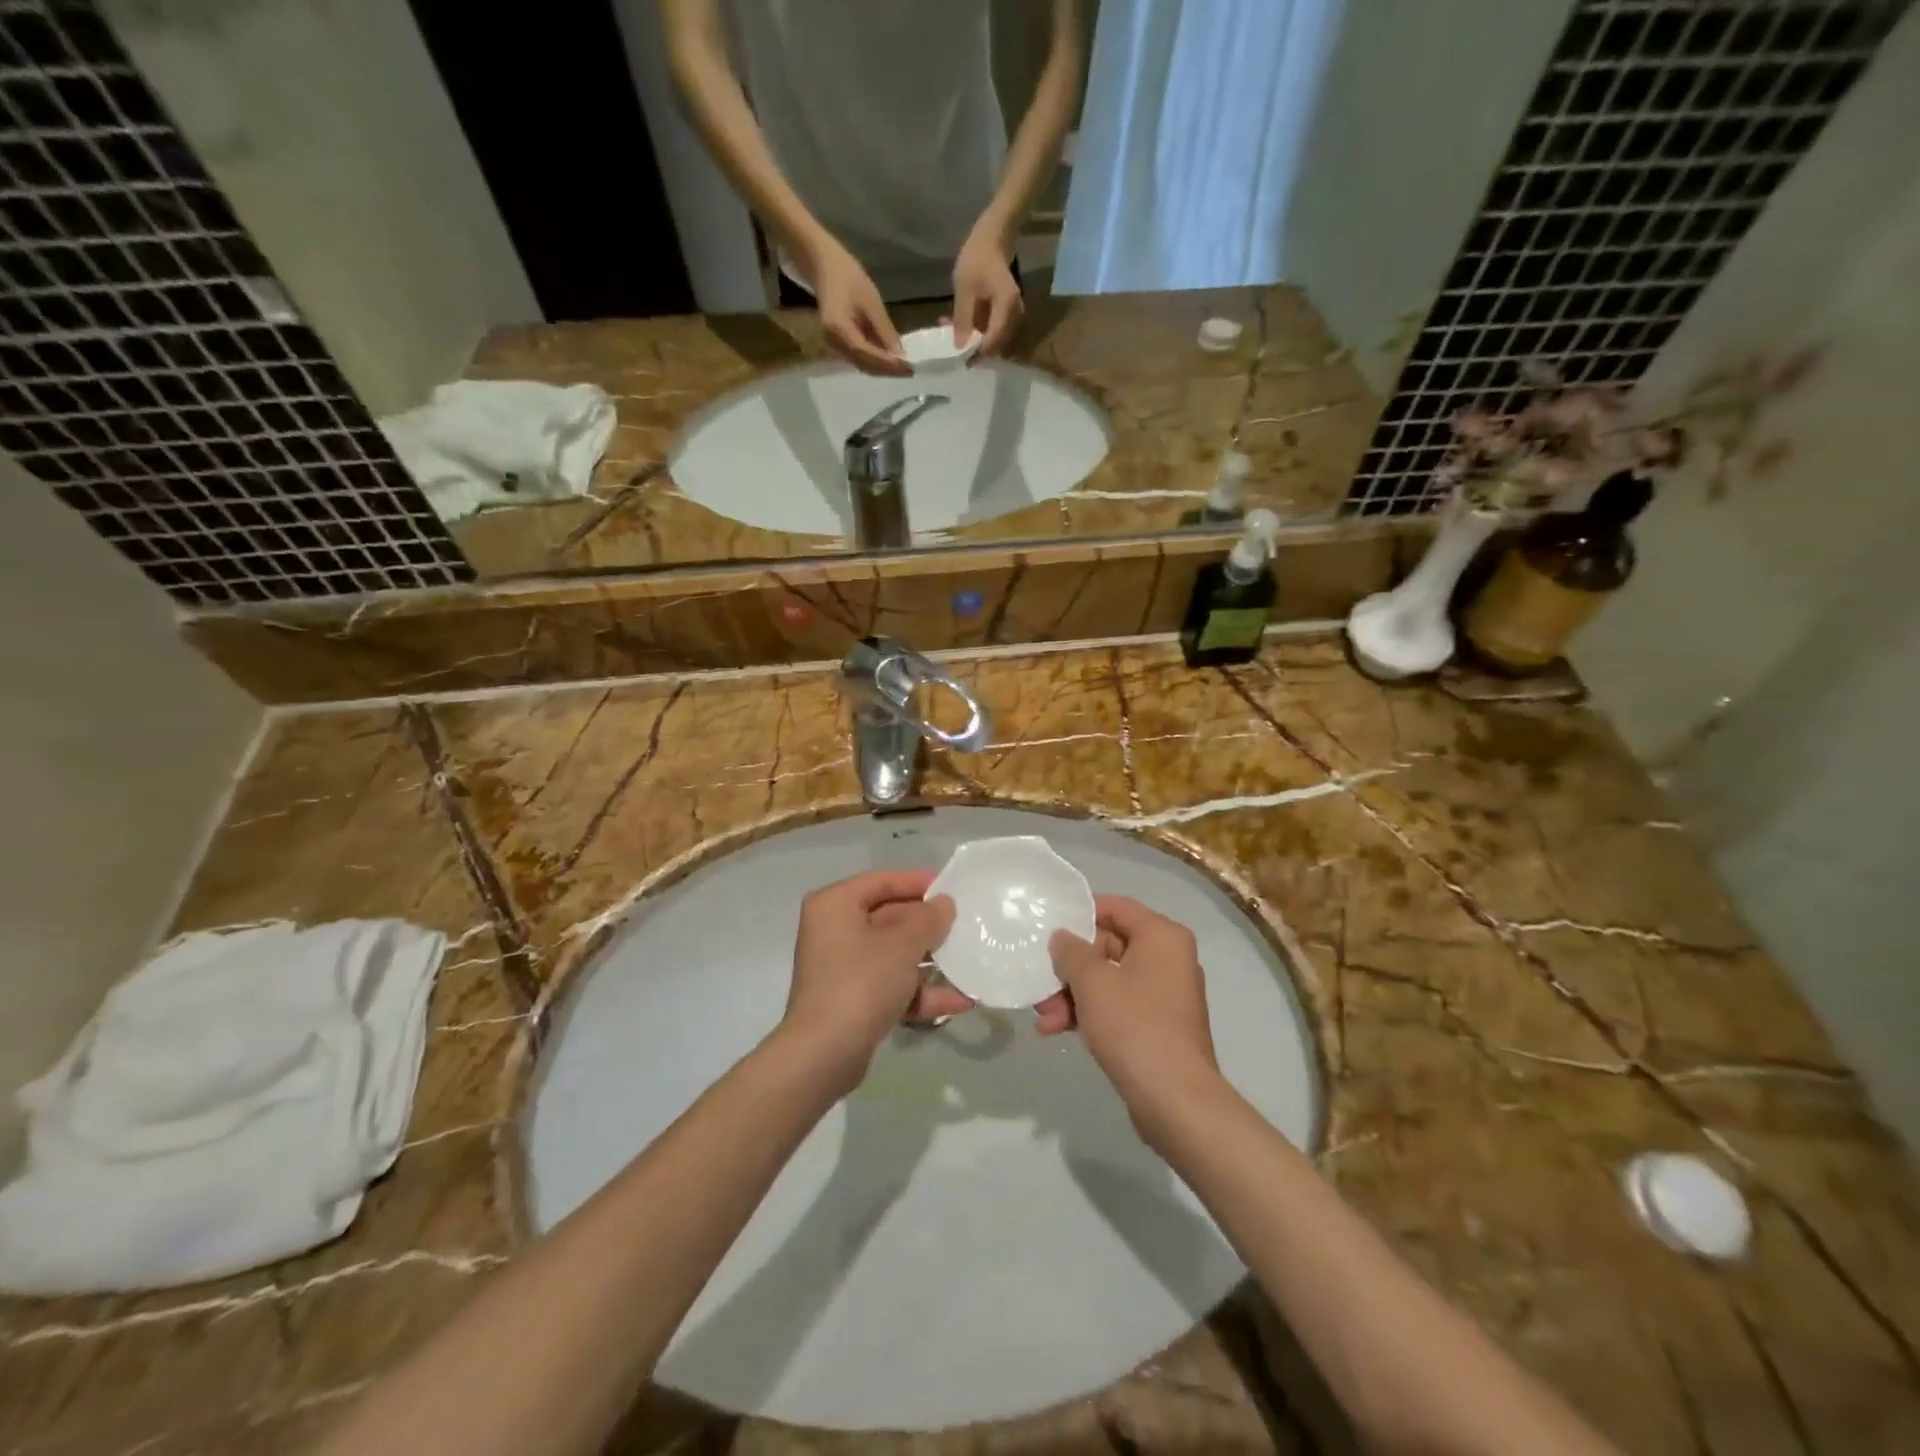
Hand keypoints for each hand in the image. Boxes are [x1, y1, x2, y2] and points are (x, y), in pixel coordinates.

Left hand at [780, 870, 964, 1090]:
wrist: (823, 1055)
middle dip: (927, 926)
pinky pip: (890, 984)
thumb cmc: (861, 983)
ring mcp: (842, 967)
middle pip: (889, 917)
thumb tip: (945, 903)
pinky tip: (959, 1001)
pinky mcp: (852, 1000)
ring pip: (893, 954)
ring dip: (929, 961)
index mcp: (835, 905)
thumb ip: (928, 920)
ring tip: (968, 962)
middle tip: (964, 925)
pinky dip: (919, 991)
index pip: (881, 881)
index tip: (950, 888)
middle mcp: (834, 930)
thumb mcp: (901, 946)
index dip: (916, 882)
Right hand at [808, 241, 909, 376]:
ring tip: (903, 368)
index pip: (866, 354)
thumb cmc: (847, 276)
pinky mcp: (838, 345)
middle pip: (864, 365)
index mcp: (838, 328)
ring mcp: (834, 346)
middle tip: (910, 371)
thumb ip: (884, 330)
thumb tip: (900, 355)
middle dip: (888, 370)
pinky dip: (875, 362)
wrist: (825, 267)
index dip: (888, 364)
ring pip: (862, 365)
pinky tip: (890, 360)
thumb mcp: (871, 300)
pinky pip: (859, 359)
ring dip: (883, 369)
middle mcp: (833, 342)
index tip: (908, 368)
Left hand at [952, 227, 1023, 358]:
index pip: (993, 341)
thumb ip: (962, 319)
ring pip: (993, 337)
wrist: (993, 237)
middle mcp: (1015, 315)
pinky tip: (959, 324)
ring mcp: (1012, 314)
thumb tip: (960, 347)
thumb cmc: (978, 257)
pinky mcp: (1006, 313)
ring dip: (973, 338)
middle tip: (953, 349)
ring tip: (951, 333)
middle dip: (974, 348)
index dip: (978, 354)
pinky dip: (976, 329)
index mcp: (1007, 308)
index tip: (961, 360)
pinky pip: (992, 328)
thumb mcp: (965, 288)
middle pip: (996, 343)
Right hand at [1044, 897, 1221, 1141]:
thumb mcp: (1092, 981)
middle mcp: (1169, 959)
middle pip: (1109, 946)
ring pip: (1109, 980)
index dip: (1080, 913)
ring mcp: (1164, 995)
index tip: (1048, 925)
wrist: (1175, 1100)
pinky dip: (1090, 1013)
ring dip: (1073, 994)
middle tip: (1040, 983)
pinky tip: (1058, 1030)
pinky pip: (1118, 1006)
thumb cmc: (1134, 1026)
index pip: (1116, 907)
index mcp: (1162, 936)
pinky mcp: (1158, 1026)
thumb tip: (1062, 937)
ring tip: (1044, 1016)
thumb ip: (1071, 951)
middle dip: (1070, 967)